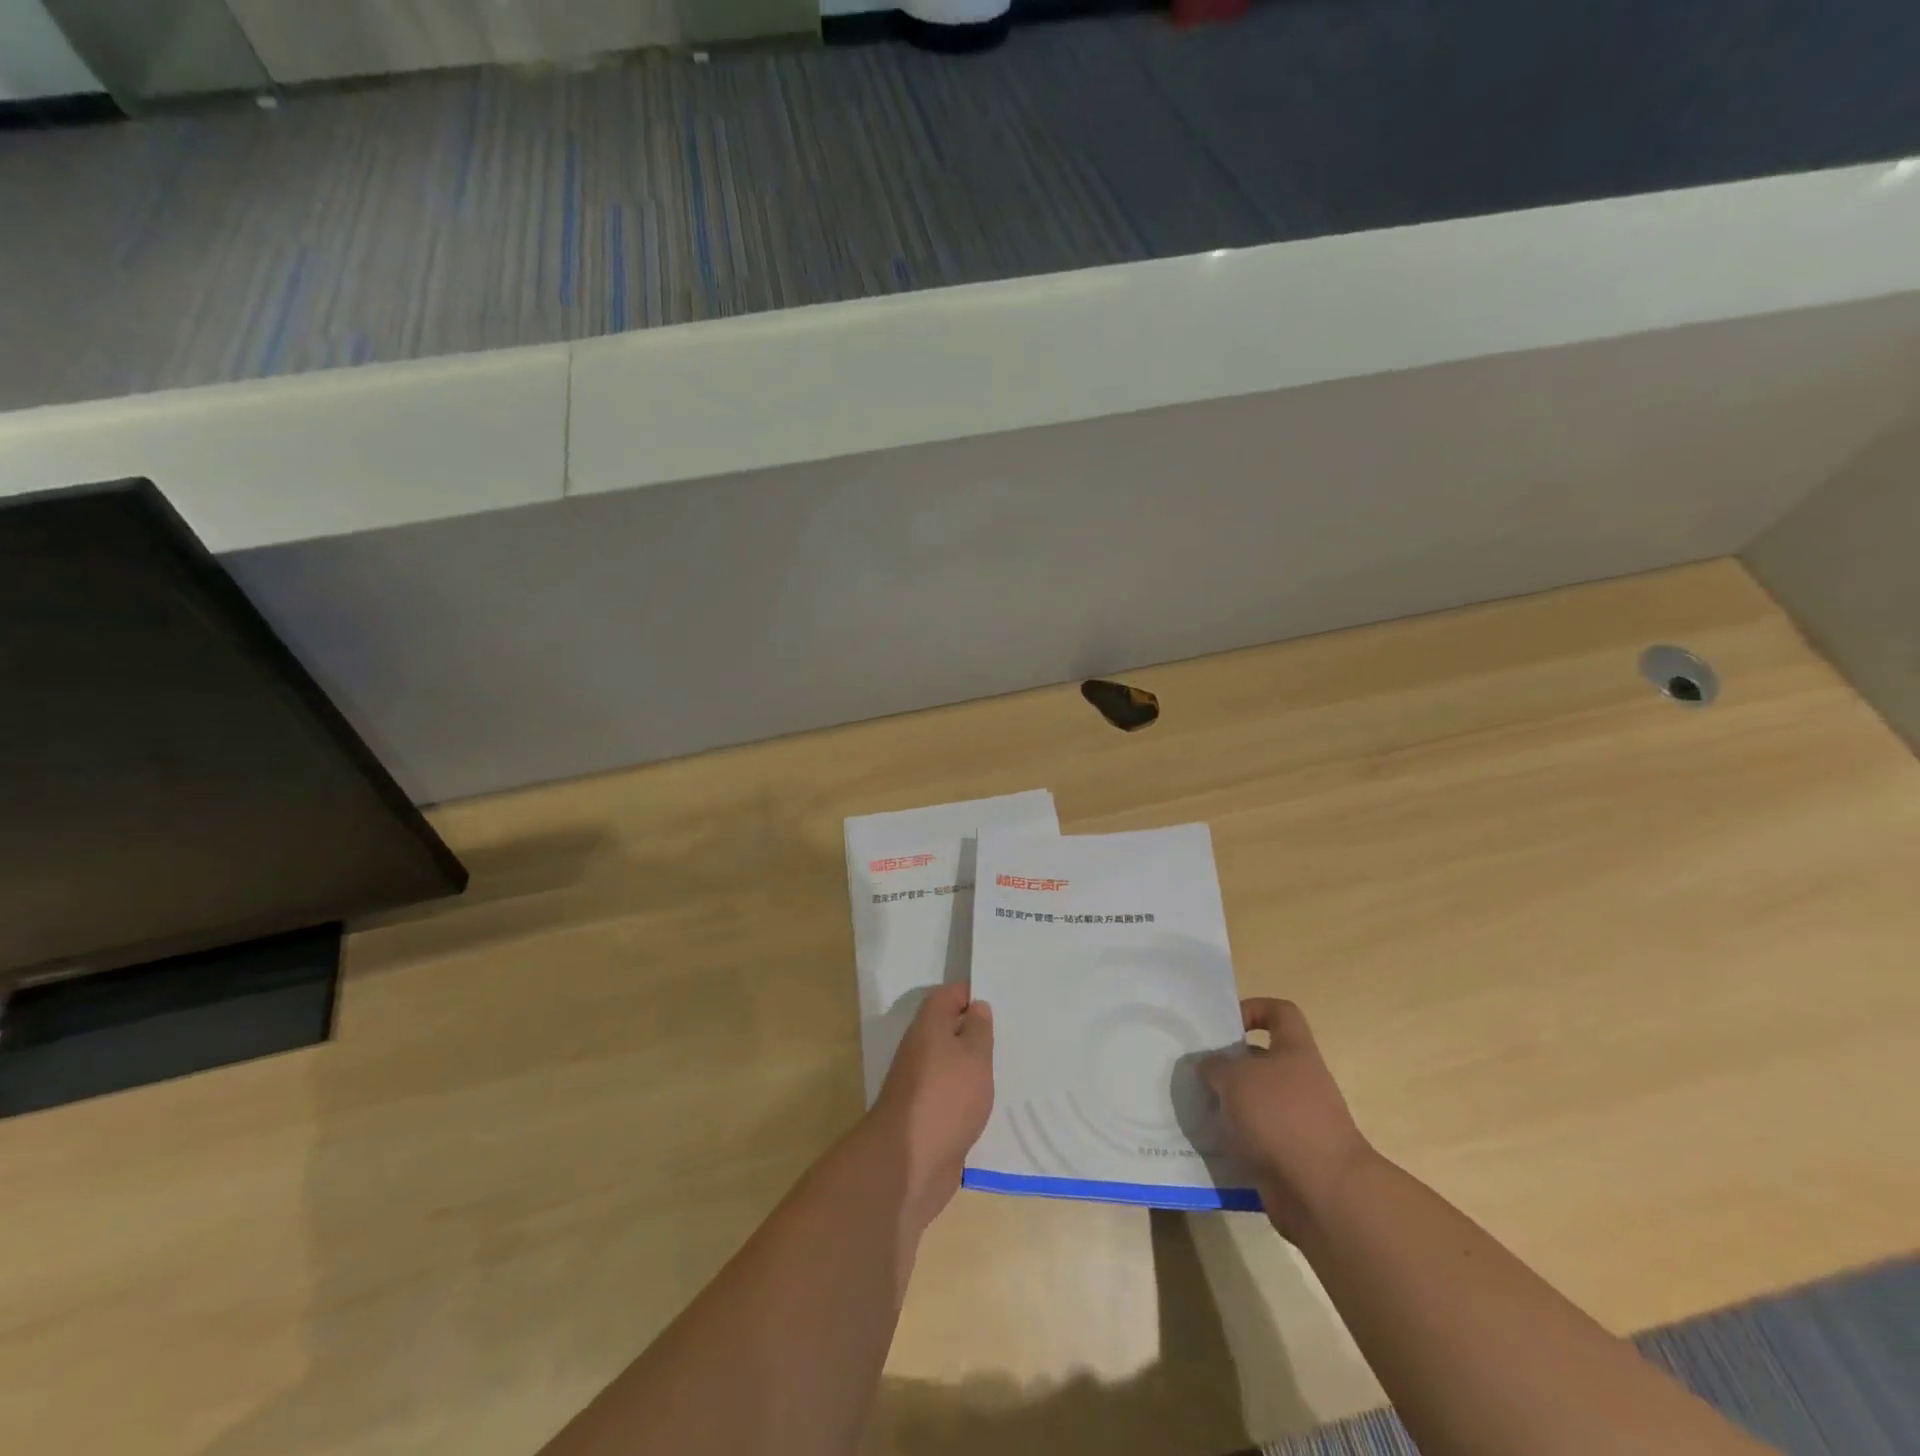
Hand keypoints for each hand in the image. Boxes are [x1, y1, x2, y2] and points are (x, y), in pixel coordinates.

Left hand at [869, 984, 994, 1234]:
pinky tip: (990, 1101)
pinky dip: (967, 1093)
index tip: (998, 999)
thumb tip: (977, 1007)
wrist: (910, 1162)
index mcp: (928, 1027)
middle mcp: (920, 1050)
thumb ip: (978, 1029)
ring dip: (972, 1064)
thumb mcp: (973, 1056)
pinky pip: (950, 1092)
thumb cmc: (946, 1097)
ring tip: (1006, 1066)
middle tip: (1009, 1032)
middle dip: (974, 1029)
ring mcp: (920, 1084)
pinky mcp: (926, 1115)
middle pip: (947, 1028)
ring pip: (949, 1062)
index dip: (970, 993)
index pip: (947, 995)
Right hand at [1200, 998, 1374, 1240]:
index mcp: (1295, 1051)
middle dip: (1227, 1065)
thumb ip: (1215, 1065)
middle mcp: (1299, 1082)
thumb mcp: (1235, 1077)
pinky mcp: (1288, 1155)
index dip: (1253, 1010)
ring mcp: (1296, 1121)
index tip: (1225, 1026)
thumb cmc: (1281, 1116)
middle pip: (1260, 1060)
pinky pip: (1254, 1138)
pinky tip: (1208, 1141)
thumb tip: (1208, 1068)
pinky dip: (1233, 1140)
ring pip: (1253, 1101)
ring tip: (1195, 1106)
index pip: (1280, 1012)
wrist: (1322, 1192)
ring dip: (1226, 1105)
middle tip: (1195, 1070)